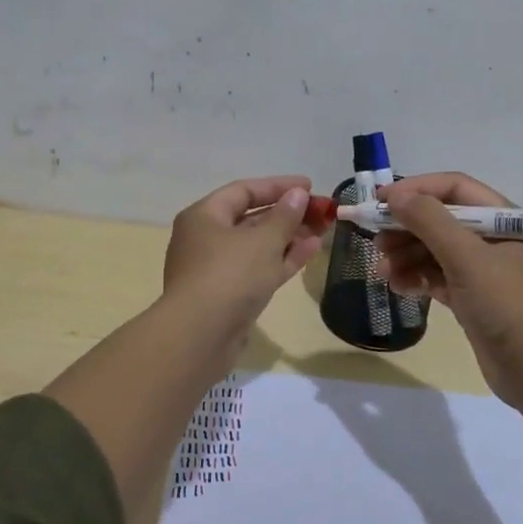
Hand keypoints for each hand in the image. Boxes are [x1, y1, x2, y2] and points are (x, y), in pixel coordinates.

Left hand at [161, 175, 325, 343]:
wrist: (200, 337)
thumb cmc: (229, 276)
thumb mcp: (263, 241)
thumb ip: (284, 216)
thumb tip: (297, 195)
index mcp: (204, 216)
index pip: (244, 191)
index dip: (278, 186)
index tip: (309, 186)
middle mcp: (206, 239)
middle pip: (251, 218)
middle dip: (288, 214)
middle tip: (321, 211)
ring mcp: (216, 269)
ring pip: (257, 246)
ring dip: (289, 237)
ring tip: (323, 229)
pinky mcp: (228, 296)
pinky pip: (258, 269)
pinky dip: (282, 259)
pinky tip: (311, 250)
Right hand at [377, 172, 522, 408]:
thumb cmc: (507, 305)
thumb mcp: (467, 257)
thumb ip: (429, 221)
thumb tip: (395, 195)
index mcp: (504, 220)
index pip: (455, 188)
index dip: (417, 189)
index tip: (381, 199)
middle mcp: (495, 239)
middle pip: (442, 220)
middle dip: (407, 227)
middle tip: (376, 240)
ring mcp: (484, 272)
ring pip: (436, 251)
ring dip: (406, 256)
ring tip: (382, 270)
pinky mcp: (474, 299)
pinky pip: (438, 278)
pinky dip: (416, 278)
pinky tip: (397, 287)